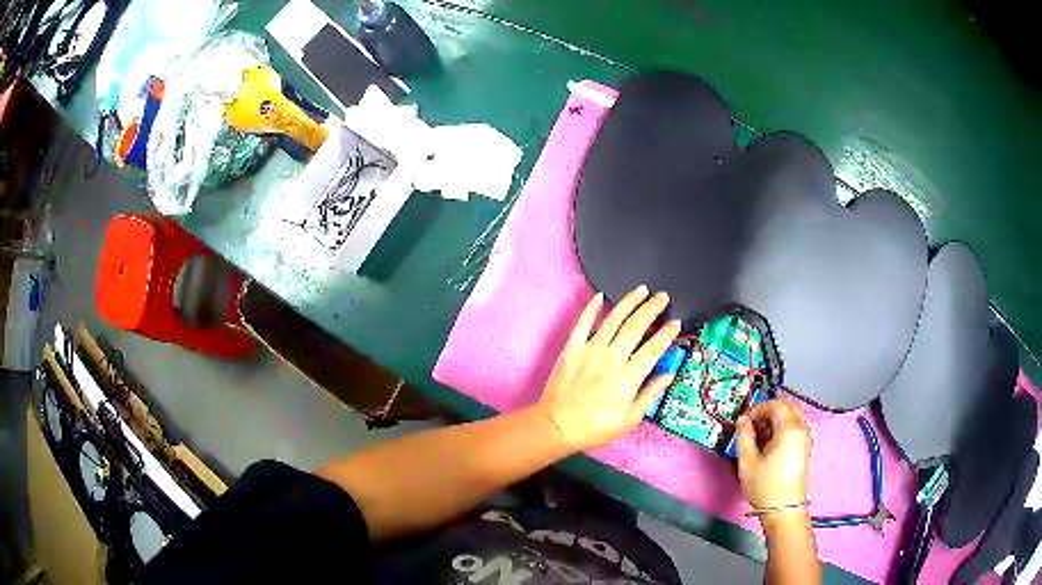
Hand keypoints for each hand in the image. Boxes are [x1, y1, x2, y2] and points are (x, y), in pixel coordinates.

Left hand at [537, 285, 680, 450]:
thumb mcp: (630, 418)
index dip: (667, 334)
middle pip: (636, 327)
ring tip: (641, 290)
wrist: (558, 425)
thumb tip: (669, 375)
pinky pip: (583, 323)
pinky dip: (591, 308)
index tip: (676, 322)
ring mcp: (591, 350)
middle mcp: (612, 358)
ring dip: (629, 302)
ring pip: (614, 320)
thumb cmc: (596, 427)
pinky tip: (600, 295)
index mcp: (629, 376)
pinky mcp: (572, 348)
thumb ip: (650, 394)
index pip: (653, 349)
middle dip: (652, 309)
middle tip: (663, 296)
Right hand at [735, 399, 811, 510]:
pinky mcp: (805, 448)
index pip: (776, 405)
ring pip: (793, 416)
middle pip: (788, 406)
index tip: (745, 420)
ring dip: (777, 418)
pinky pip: (796, 427)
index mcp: (789, 429)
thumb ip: (743, 436)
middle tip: (753, 423)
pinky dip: (783, 427)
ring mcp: (805, 439)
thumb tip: (742, 421)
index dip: (758, 408)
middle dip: (769, 410)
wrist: (784, 509)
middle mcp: (801, 429)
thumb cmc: (764, 486)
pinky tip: (770, 443)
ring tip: (760, 434)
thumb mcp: (747, 462)